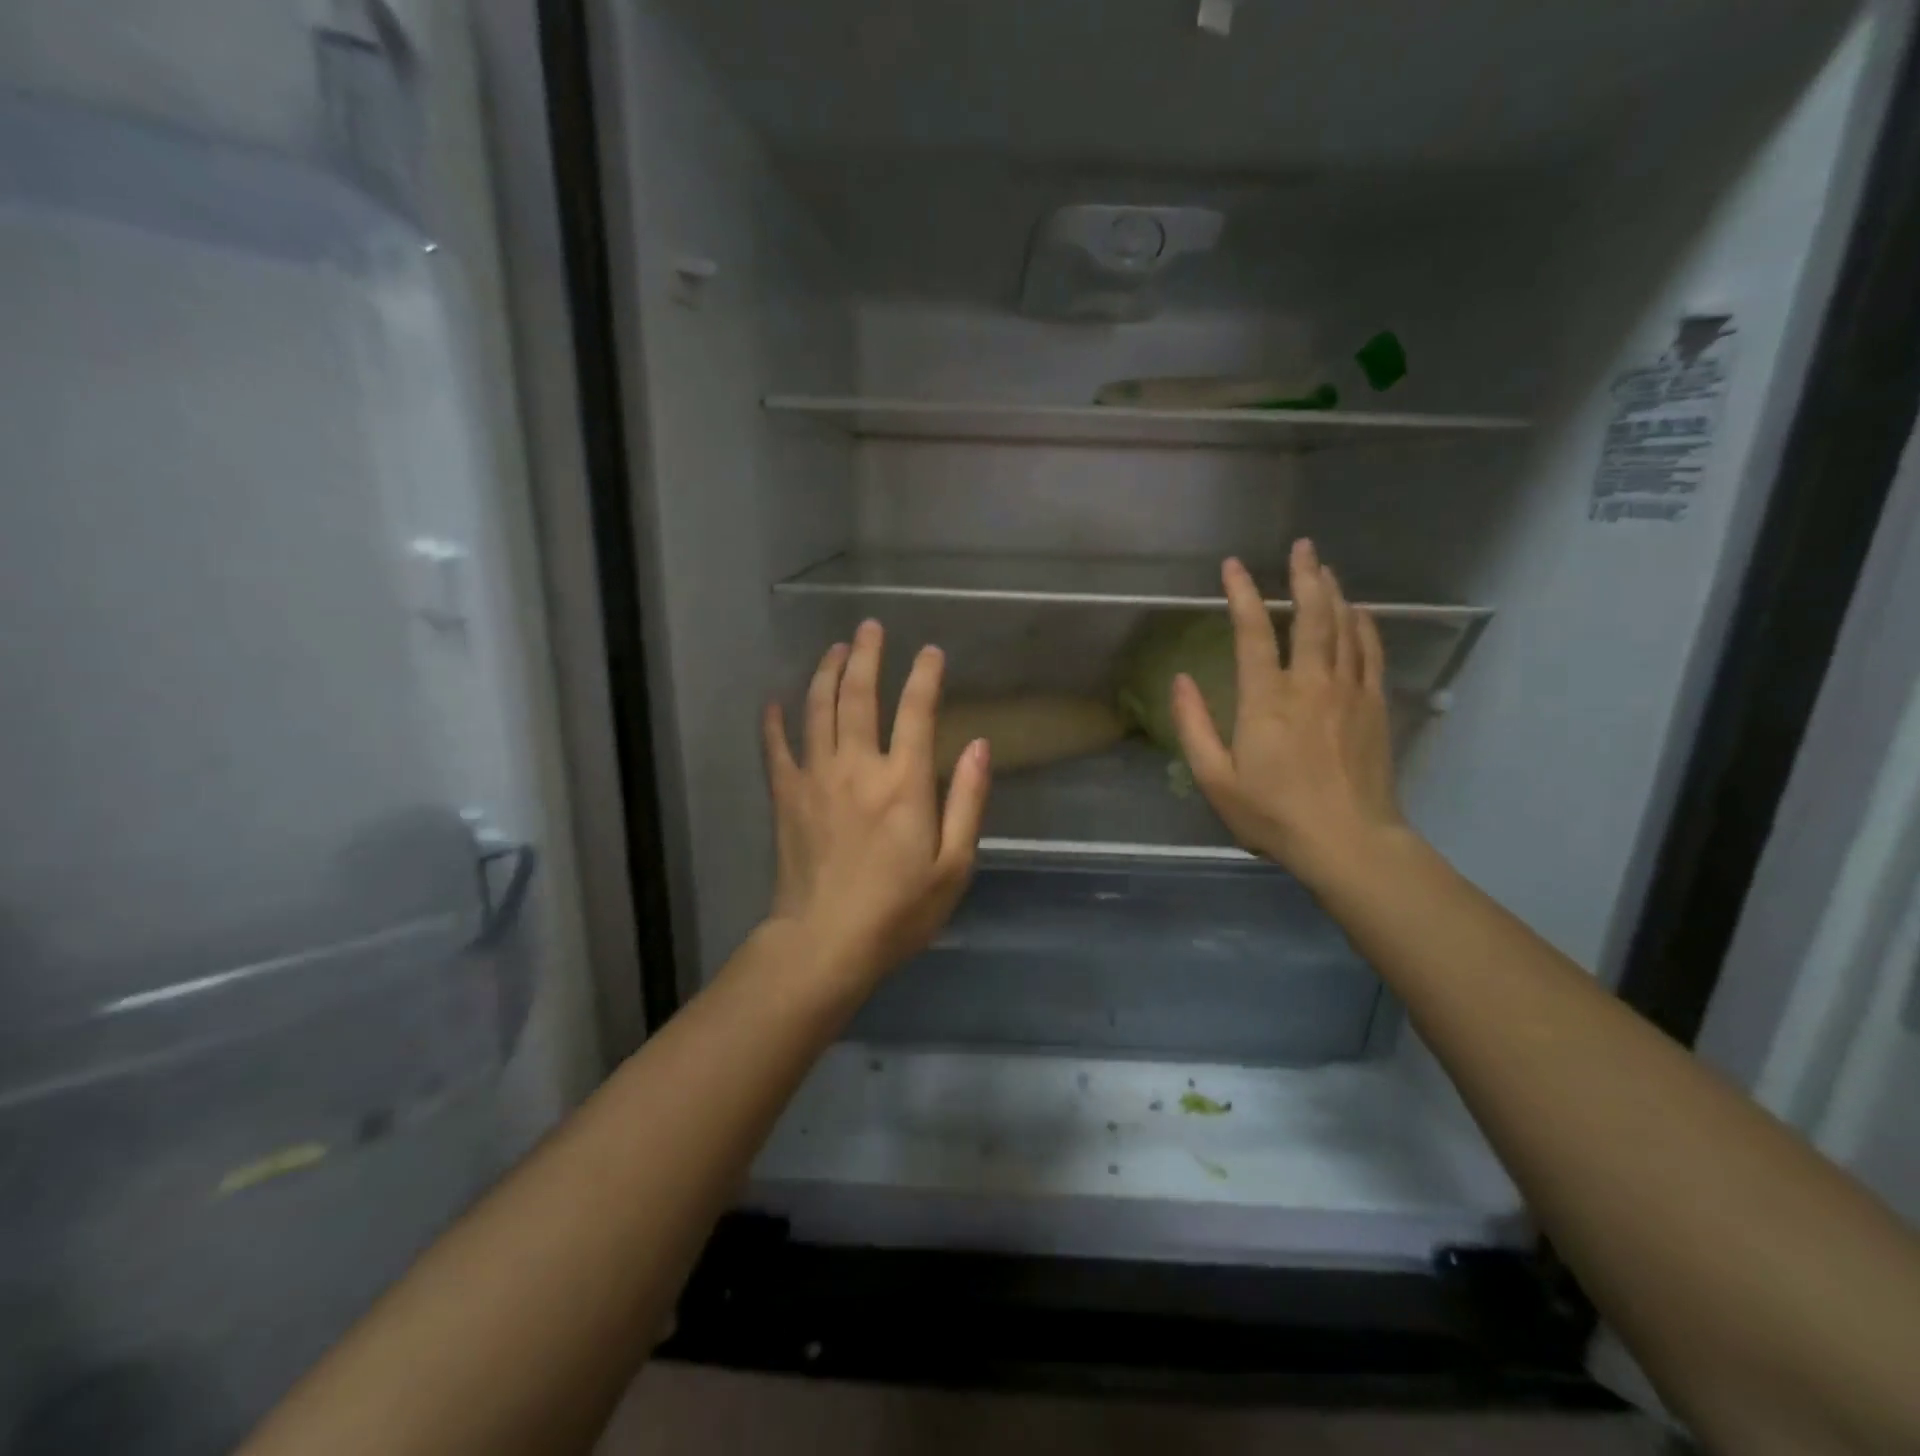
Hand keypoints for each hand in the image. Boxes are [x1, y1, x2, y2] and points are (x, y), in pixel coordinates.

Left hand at [761, 620, 991, 990]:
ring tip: (835, 649)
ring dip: (827, 674)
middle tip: (871, 627)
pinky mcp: (786, 798)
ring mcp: (816, 778)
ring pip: (818, 710)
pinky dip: (774, 722)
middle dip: (868, 656)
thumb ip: (968, 801)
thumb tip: (981, 746)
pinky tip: (774, 701)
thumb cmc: (898, 912)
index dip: (925, 676)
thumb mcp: (953, 865)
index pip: (917, 711)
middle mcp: (858, 767)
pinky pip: (776, 749)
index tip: (931, 653)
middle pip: (860, 696)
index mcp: (904, 783)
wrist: (825, 943)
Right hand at [1171, 539, 1408, 885]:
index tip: (1232, 566)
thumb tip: (1180, 680)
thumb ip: (1194, 726)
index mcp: (1266, 699)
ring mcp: (1349, 692)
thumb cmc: (1273, 813)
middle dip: (1304, 576)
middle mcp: (1310, 684)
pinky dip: (1364, 626)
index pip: (1253, 632)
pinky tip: (1359, 613)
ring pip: (1345, 627)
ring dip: (1334, 593)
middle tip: (1302, 545)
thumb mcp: (1215, 778)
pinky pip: (1370, 653)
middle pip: (1311, 616)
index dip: (1242, 594)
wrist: (1348, 841)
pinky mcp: (1375, 706)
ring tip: (1325, 568)